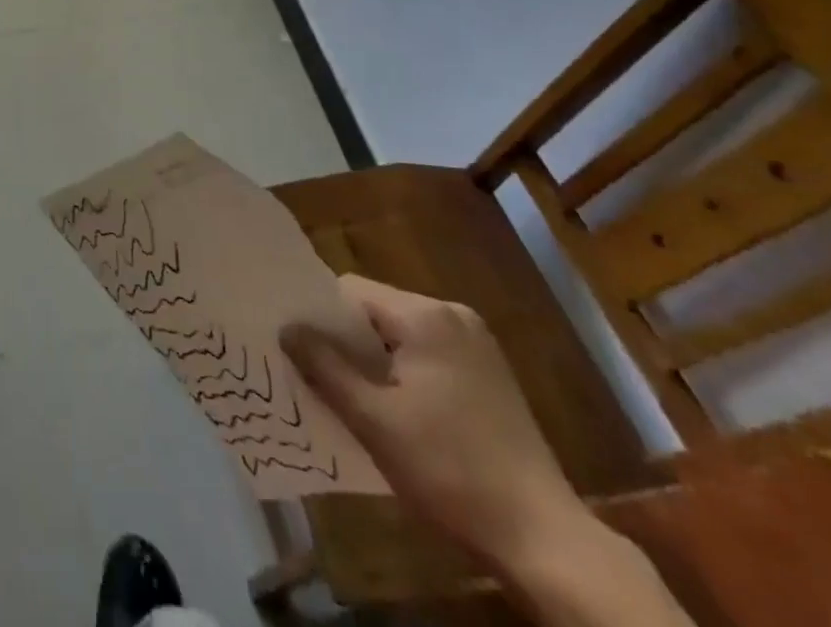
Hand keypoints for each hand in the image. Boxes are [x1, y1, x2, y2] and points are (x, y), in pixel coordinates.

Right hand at [280, 275, 594, 577]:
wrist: (543, 538)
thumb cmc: (449, 471)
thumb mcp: (374, 421)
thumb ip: (325, 367)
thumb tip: (287, 329)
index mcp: (424, 315)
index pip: (350, 292)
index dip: (319, 316)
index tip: (298, 347)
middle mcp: (452, 314)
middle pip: (376, 310)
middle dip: (346, 341)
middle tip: (317, 374)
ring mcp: (476, 343)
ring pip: (401, 334)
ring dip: (375, 359)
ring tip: (353, 395)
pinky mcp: (489, 373)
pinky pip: (428, 353)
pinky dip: (404, 371)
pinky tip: (397, 409)